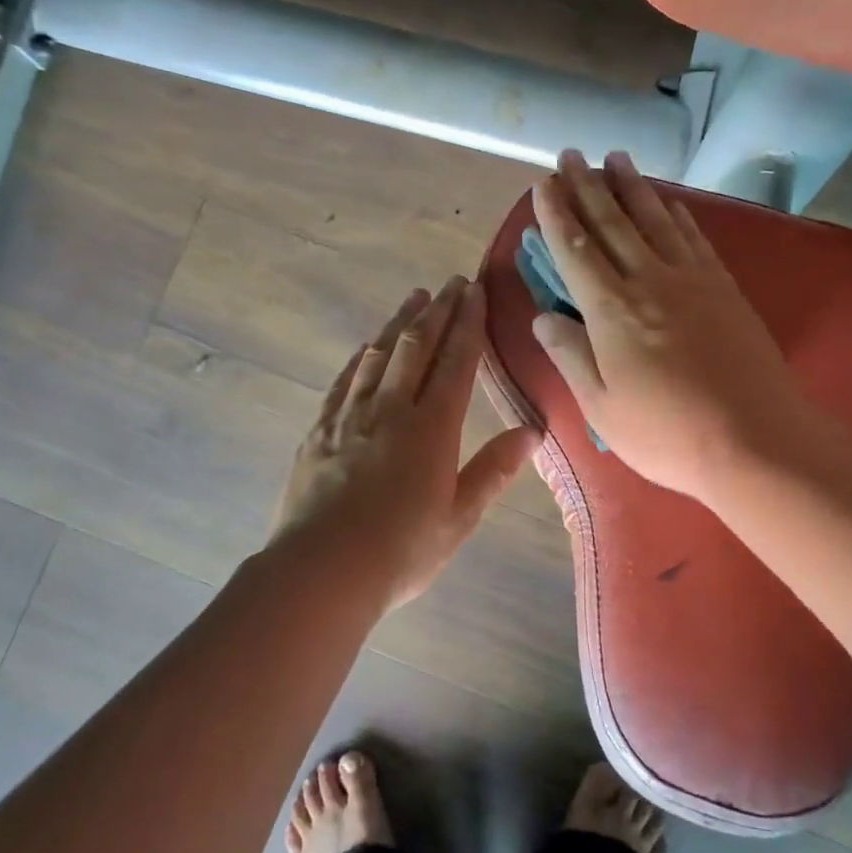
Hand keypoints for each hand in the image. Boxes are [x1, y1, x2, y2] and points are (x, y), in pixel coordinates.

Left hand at [272, 277, 540, 610]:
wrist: (321, 570)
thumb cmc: (400, 551)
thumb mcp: (459, 518)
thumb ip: (494, 470)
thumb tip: (532, 431)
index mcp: (431, 428)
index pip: (456, 362)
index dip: (468, 324)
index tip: (476, 291)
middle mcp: (391, 409)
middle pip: (417, 346)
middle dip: (438, 311)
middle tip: (451, 282)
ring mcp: (350, 416)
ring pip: (379, 355)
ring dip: (399, 323)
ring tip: (414, 298)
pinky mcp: (319, 430)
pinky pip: (345, 380)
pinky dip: (361, 357)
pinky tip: (367, 347)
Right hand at [531, 150, 799, 498]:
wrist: (755, 439)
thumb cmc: (665, 433)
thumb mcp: (600, 406)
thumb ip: (570, 355)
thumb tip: (542, 318)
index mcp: (612, 311)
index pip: (576, 251)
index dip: (556, 215)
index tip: (543, 184)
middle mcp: (650, 282)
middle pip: (612, 224)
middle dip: (587, 186)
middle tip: (571, 154)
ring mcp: (692, 280)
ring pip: (654, 220)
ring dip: (631, 187)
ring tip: (615, 157)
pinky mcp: (724, 289)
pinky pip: (694, 238)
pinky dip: (676, 213)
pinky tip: (667, 201)